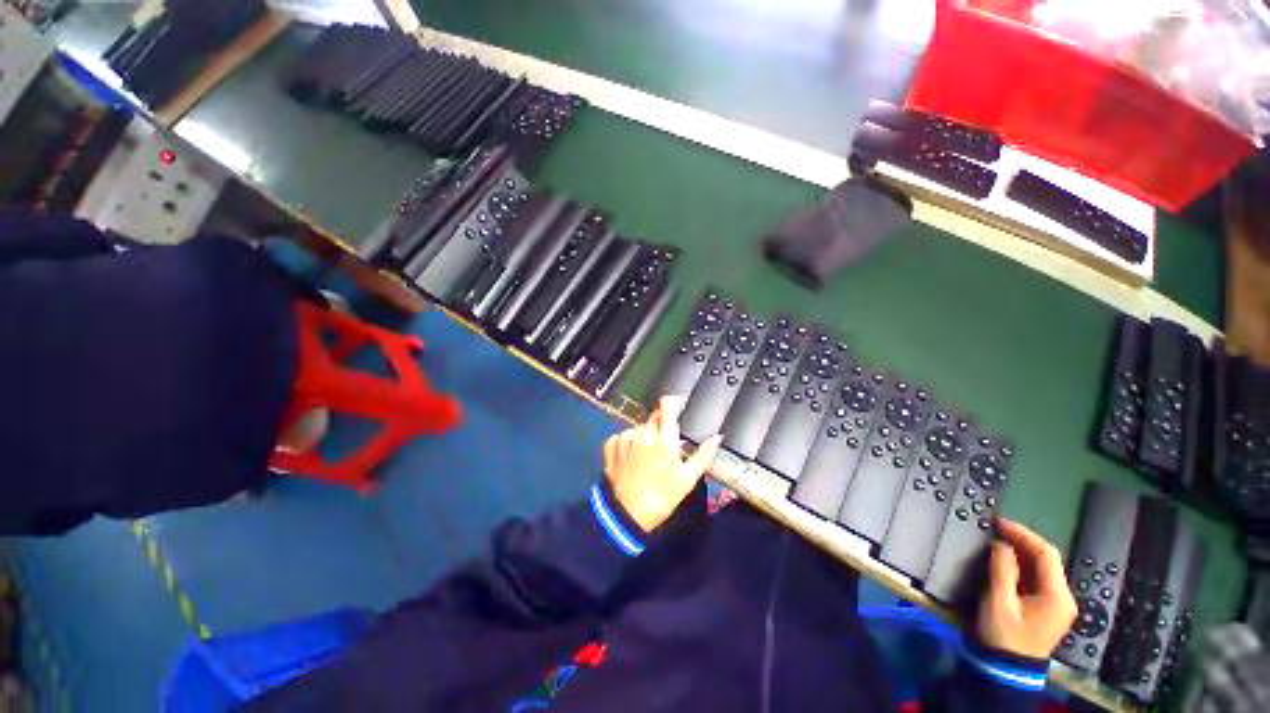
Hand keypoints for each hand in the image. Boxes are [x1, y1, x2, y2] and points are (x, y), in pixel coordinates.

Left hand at [602, 396, 722, 532]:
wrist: (626, 516)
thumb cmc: (661, 497)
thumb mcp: (687, 478)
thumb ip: (704, 454)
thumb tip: (717, 438)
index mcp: (664, 438)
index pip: (667, 404)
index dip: (674, 402)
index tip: (679, 409)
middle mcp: (643, 432)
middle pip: (655, 418)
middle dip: (662, 427)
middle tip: (666, 449)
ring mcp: (625, 438)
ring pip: (639, 427)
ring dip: (645, 437)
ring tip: (647, 459)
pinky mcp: (611, 446)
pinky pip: (623, 436)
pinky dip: (628, 443)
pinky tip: (632, 459)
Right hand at [976, 518, 1078, 659]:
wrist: (1009, 669)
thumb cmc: (1004, 636)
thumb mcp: (999, 602)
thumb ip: (1002, 571)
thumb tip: (1002, 544)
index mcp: (1057, 596)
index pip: (1046, 554)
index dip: (1023, 534)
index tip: (1000, 522)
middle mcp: (1064, 598)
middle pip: (1048, 560)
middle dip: (1023, 541)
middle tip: (997, 529)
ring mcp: (1059, 605)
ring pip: (1044, 569)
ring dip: (1022, 552)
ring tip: (999, 541)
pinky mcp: (1049, 609)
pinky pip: (1039, 579)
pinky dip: (1024, 565)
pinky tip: (1007, 561)